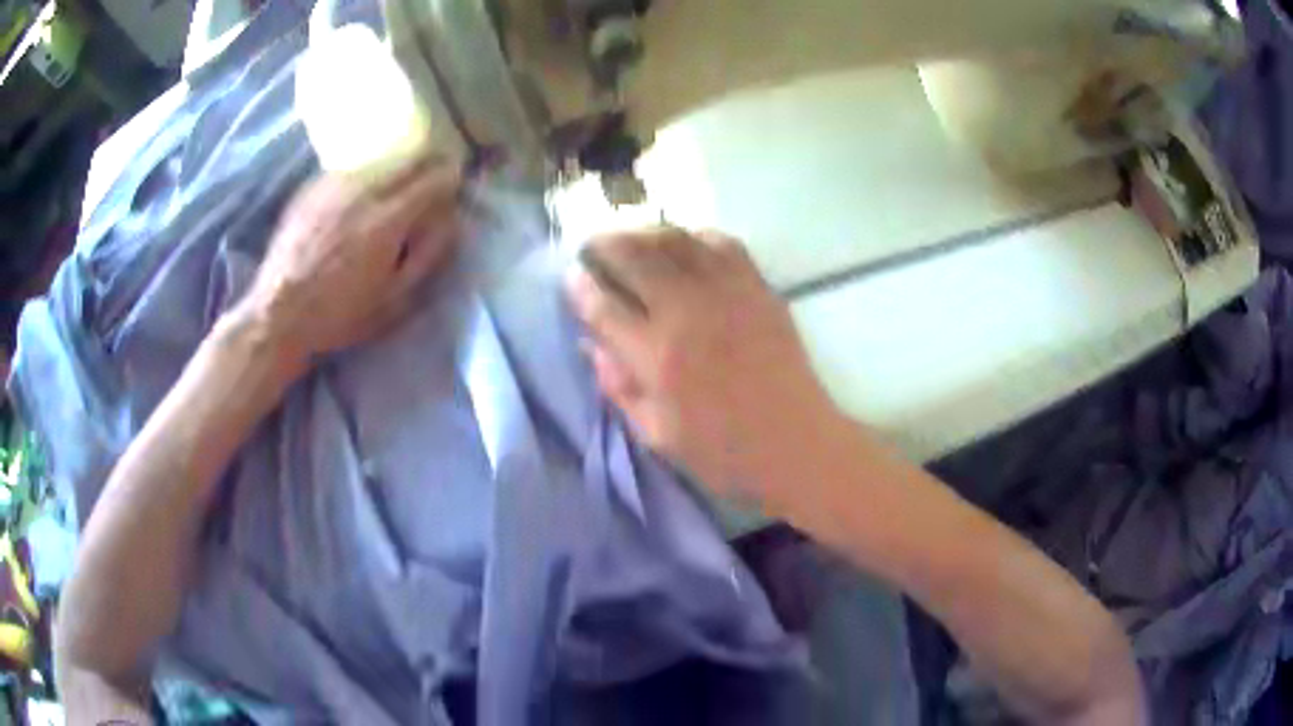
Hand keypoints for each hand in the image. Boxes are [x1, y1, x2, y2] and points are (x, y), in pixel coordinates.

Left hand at [237, 155, 461, 366]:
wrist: (278, 314)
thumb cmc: (340, 316)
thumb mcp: (394, 300)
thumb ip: (426, 255)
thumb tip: (451, 221)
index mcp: (387, 220)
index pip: (431, 180)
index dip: (449, 177)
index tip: (456, 180)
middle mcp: (363, 191)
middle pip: (406, 160)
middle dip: (427, 162)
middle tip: (434, 172)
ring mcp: (333, 186)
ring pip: (377, 161)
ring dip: (395, 165)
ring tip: (398, 180)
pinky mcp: (311, 189)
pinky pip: (348, 169)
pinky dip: (364, 174)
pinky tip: (361, 191)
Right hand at [565, 227, 839, 502]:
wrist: (797, 445)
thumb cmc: (723, 452)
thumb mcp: (656, 434)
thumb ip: (618, 386)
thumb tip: (591, 344)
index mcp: (657, 357)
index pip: (602, 305)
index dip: (579, 286)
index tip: (570, 276)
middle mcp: (687, 312)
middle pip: (633, 256)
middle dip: (604, 245)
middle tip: (593, 247)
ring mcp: (727, 293)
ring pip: (674, 239)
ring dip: (643, 232)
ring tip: (630, 238)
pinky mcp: (758, 288)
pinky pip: (721, 242)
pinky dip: (694, 236)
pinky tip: (684, 245)